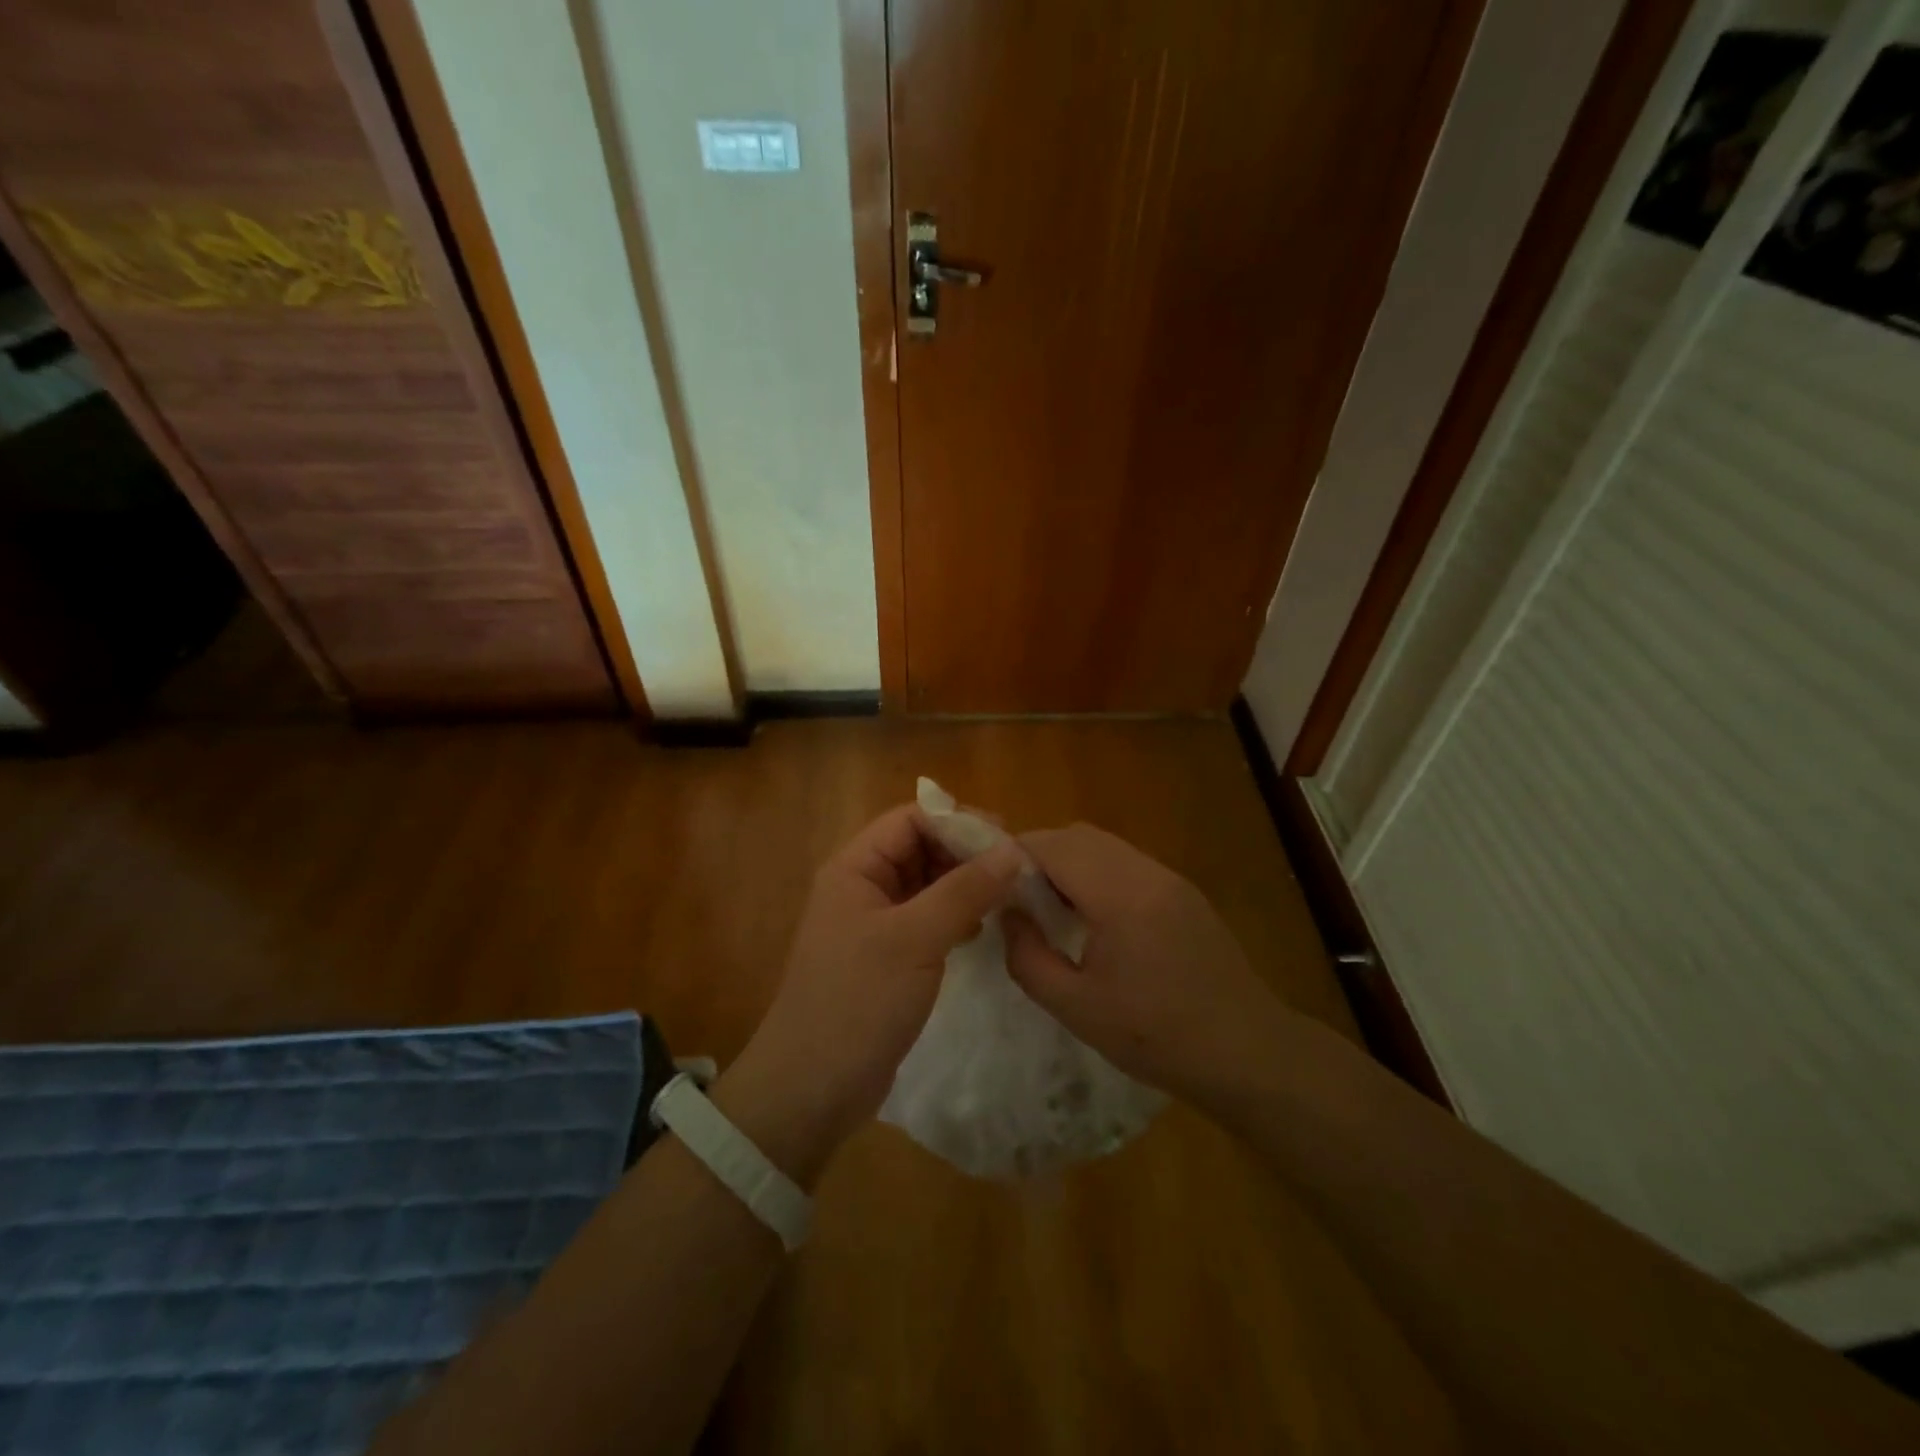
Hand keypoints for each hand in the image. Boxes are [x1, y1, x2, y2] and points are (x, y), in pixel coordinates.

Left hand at [718, 805, 1023, 1183]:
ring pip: (927, 885)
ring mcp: (874, 924)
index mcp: (855, 868)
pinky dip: (955, 917)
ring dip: (964, 886)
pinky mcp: (888, 958)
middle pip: (920, 848)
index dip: (958, 822)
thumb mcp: (914, 940)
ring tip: (1008, 898)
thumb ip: (964, 891)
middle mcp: (862, 887)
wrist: (812, 1089)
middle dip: (965, 854)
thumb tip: (1014, 850)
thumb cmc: (857, 1002)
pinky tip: (982, 930)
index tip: (1008, 840)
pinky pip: (927, 920)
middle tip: (1016, 871)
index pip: (910, 820)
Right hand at [1003, 824, 1289, 1109]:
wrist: (1249, 1052)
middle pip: (1078, 835)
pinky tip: (1091, 915)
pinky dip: (1097, 872)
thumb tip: (1010, 918)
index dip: (1013, 854)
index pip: (1053, 845)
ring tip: (1048, 905)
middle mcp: (1145, 872)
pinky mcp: (1183, 892)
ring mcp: (1169, 878)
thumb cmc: (1157, 1036)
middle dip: (1038, 854)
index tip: (988, 882)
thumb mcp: (1077, 1008)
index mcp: (1119, 895)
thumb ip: (1028, 958)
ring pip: (1104, 845)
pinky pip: (1127, 862)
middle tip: (1014, 895)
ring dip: (1068, 861)